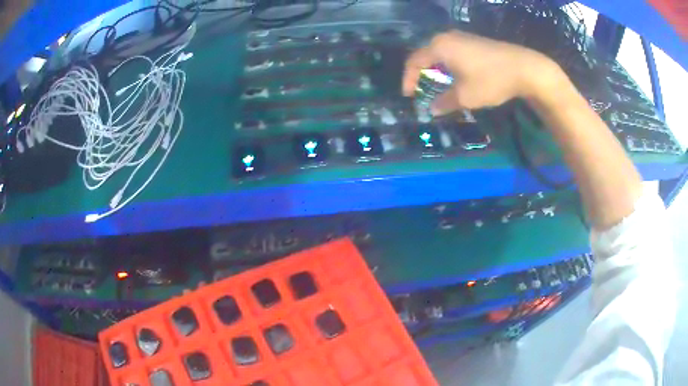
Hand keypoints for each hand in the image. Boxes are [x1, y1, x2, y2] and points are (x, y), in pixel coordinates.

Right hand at [403, 30, 562, 114]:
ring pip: (440, 53)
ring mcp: (462, 37)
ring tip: (437, 87)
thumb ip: (445, 102)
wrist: (524, 68)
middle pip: (425, 55)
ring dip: (436, 70)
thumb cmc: (491, 80)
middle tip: (421, 91)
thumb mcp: (466, 96)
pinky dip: (448, 65)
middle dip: (421, 74)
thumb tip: (432, 109)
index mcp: (439, 47)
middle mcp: (447, 37)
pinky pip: (452, 52)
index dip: (408, 80)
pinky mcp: (474, 41)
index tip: (409, 96)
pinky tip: (456, 77)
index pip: (414, 61)